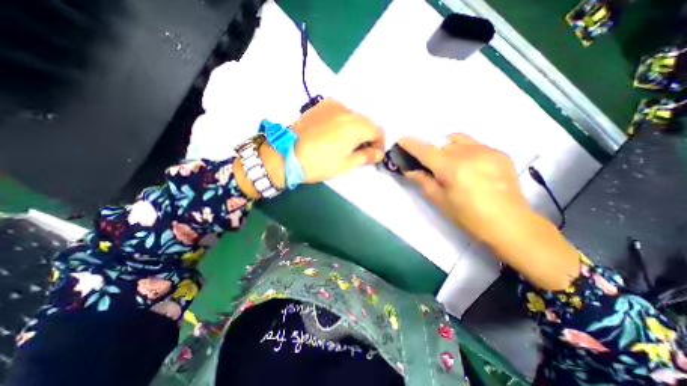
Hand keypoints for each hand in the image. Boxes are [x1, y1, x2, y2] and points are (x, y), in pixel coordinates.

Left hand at [291, 100, 385, 183]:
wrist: (286, 154)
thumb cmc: (319, 163)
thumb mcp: (346, 164)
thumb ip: (366, 157)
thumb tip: (379, 154)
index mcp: (356, 125)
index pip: (378, 131)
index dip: (379, 144)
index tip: (374, 155)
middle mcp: (347, 110)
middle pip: (366, 123)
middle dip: (367, 137)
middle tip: (360, 152)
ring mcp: (332, 105)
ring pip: (352, 117)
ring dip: (355, 130)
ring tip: (345, 145)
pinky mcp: (320, 106)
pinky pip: (339, 113)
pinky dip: (343, 123)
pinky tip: (333, 135)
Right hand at [398, 134, 577, 289]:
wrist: (511, 224)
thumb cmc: (469, 217)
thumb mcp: (440, 201)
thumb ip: (423, 181)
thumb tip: (410, 171)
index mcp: (452, 168)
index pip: (425, 150)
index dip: (411, 144)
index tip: (401, 140)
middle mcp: (469, 153)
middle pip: (441, 143)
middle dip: (431, 151)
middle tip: (430, 165)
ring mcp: (487, 151)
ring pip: (458, 140)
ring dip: (447, 148)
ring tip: (450, 164)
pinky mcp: (500, 153)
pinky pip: (475, 145)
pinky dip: (465, 151)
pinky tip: (469, 167)